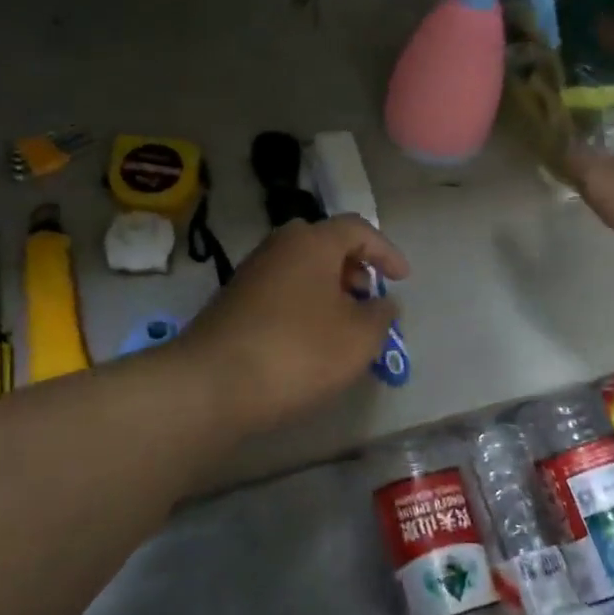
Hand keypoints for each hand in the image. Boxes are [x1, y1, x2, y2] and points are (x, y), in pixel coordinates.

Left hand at [180, 214, 409, 434]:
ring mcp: (250, 274)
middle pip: (324, 244)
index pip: (357, 229)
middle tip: (368, 295)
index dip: (385, 251)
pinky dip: (303, 305)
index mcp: (311, 243)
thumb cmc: (298, 352)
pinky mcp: (232, 303)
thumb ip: (380, 315)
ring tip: (344, 323)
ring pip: (300, 269)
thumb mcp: (358, 338)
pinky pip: (280, 291)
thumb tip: (382, 303)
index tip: (402, 279)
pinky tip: (310, 339)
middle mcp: (278, 247)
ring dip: (328, 288)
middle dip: (353, 267)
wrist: (211, 386)